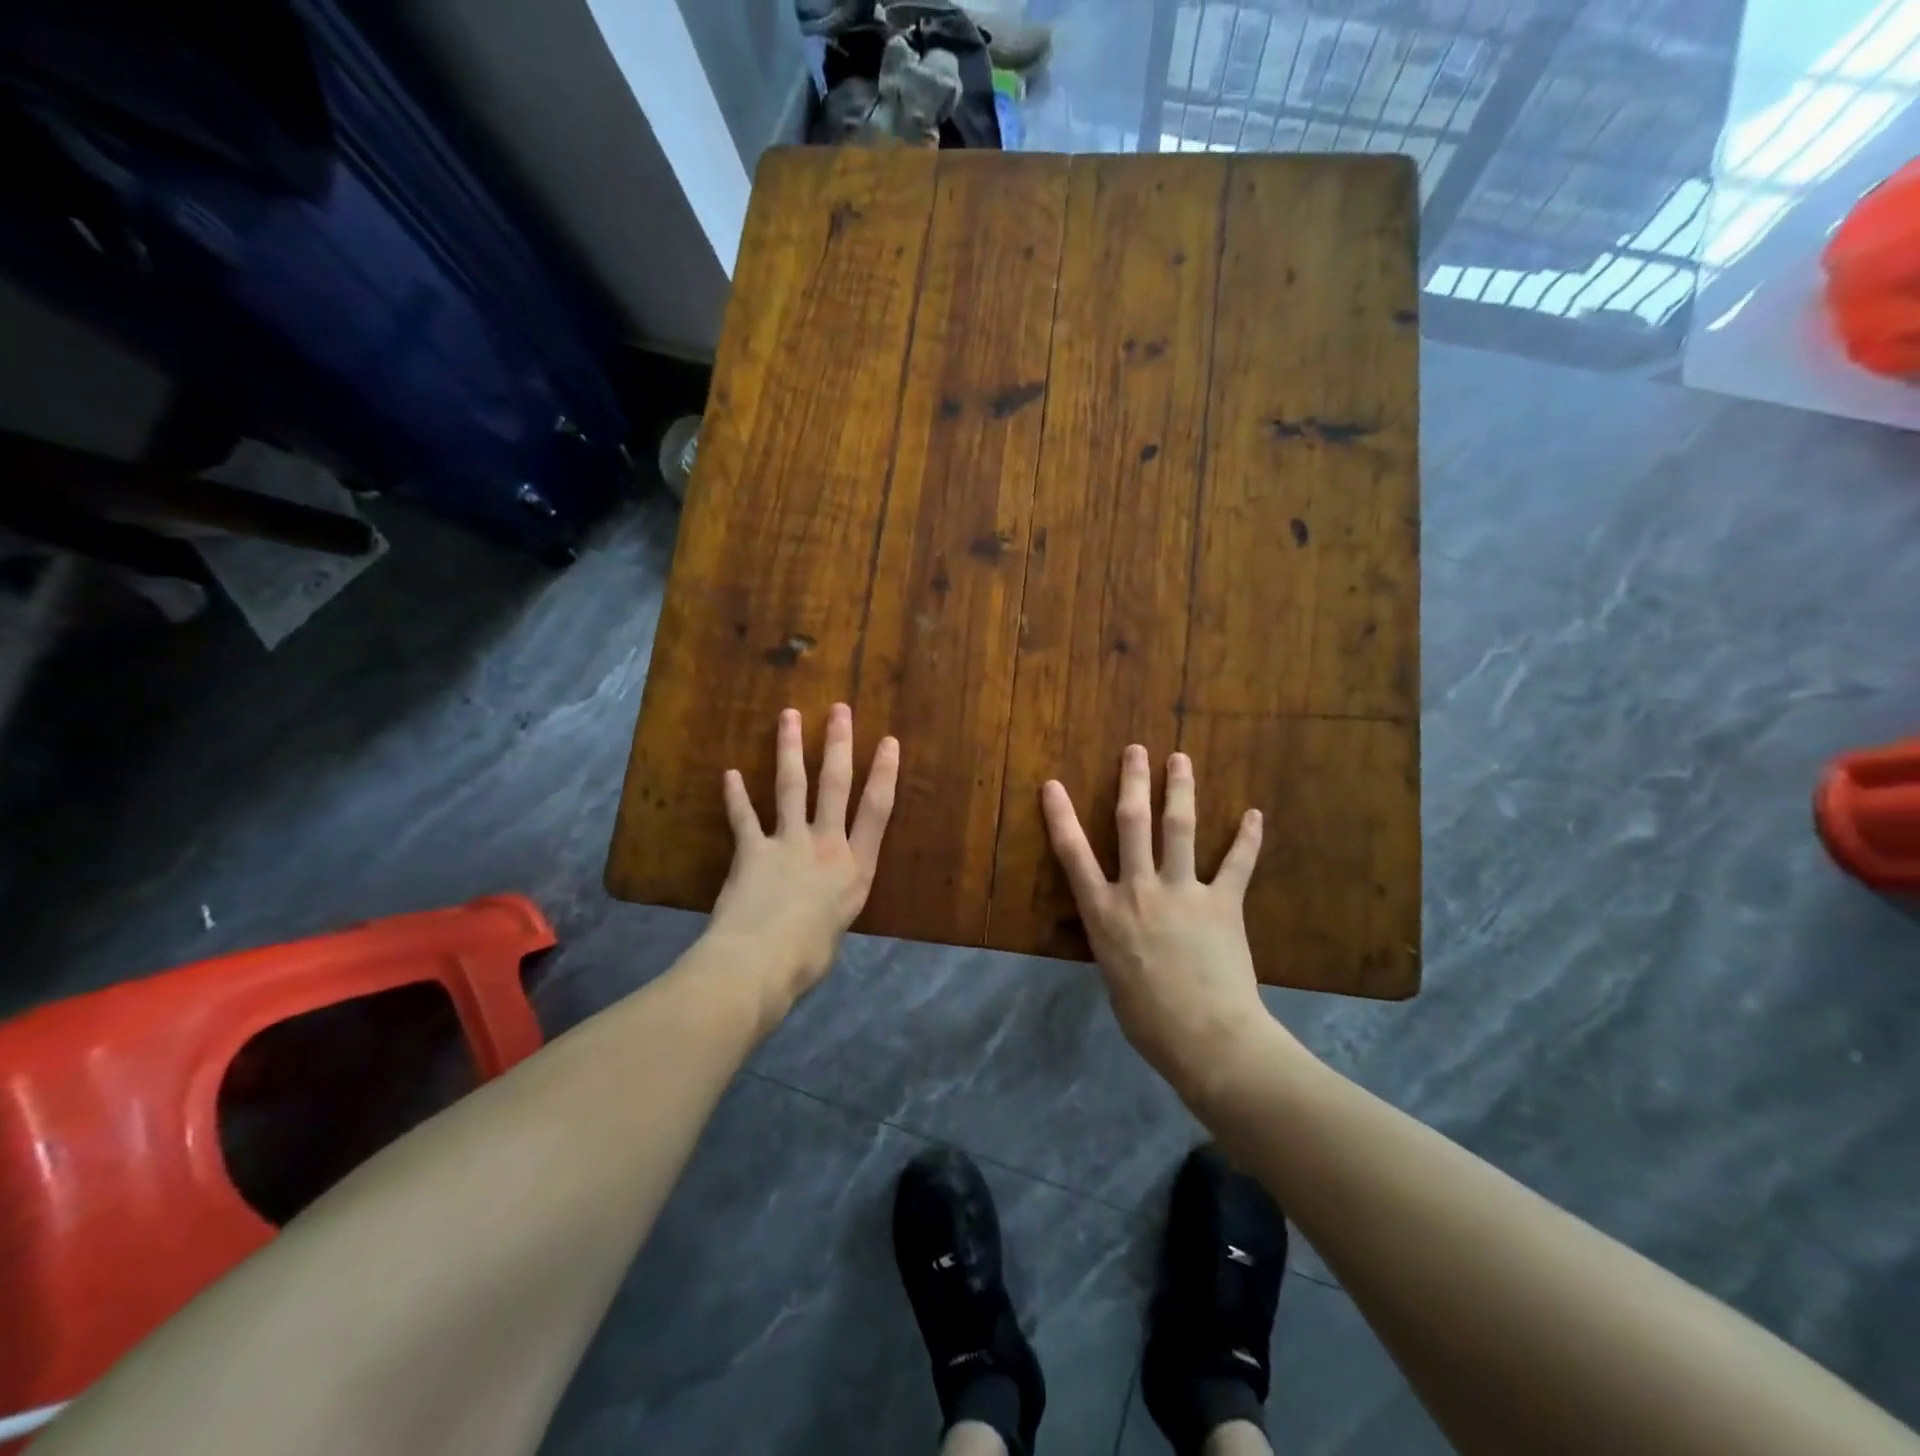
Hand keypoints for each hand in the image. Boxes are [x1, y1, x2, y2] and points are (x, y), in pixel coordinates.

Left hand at [709, 704, 899, 1014]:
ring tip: (788, 716)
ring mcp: (787, 843)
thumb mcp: (837, 928)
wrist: (760, 963)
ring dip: (789, 749)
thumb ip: (832, 904)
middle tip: (839, 710)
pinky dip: (735, 796)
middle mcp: (825, 845)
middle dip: (838, 744)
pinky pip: (743, 817)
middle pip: (835, 785)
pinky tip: (729, 774)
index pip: (877, 810)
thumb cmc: (808, 957)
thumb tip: (819, 902)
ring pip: (791, 786)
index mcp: (855, 867)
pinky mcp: (751, 850)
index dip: (885, 773)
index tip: (889, 742)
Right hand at [1041, 745, 1271, 1103]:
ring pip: (1180, 828)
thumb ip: (1116, 943)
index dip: (1060, 816)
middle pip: (1132, 823)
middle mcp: (1139, 890)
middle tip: (1135, 750)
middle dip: (1132, 782)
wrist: (1205, 1038)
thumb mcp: (1114, 977)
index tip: (1053, 784)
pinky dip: (1247, 839)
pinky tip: (1255, 815)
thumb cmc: (1148, 1021)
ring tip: (1180, 759)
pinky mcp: (1222, 903)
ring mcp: (1182, 892)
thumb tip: (1126, 934)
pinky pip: (1237, 864)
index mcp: (1104, 912)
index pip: (1073, 854)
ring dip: (1180, 790)